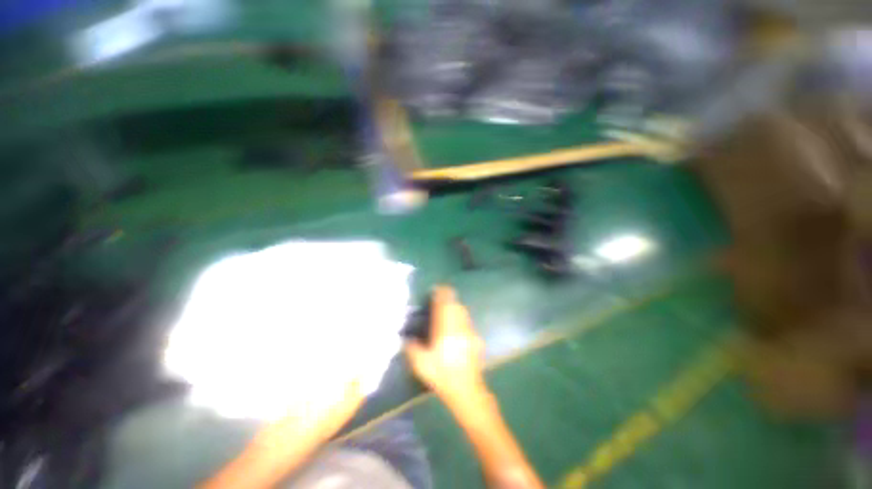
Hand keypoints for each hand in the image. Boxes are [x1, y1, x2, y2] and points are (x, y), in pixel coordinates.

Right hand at [405, 286, 486, 403]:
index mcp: (444, 330)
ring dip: (456, 306)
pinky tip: (459, 324)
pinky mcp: (475, 340)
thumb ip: (412, 349)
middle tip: (443, 295)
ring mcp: (468, 333)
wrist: (466, 390)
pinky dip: (462, 317)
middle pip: (456, 306)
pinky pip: (468, 322)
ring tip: (450, 306)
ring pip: (463, 313)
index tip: (438, 288)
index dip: (441, 295)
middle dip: (450, 298)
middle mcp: (458, 327)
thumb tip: (406, 340)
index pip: (443, 307)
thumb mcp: (421, 364)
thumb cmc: (442, 376)